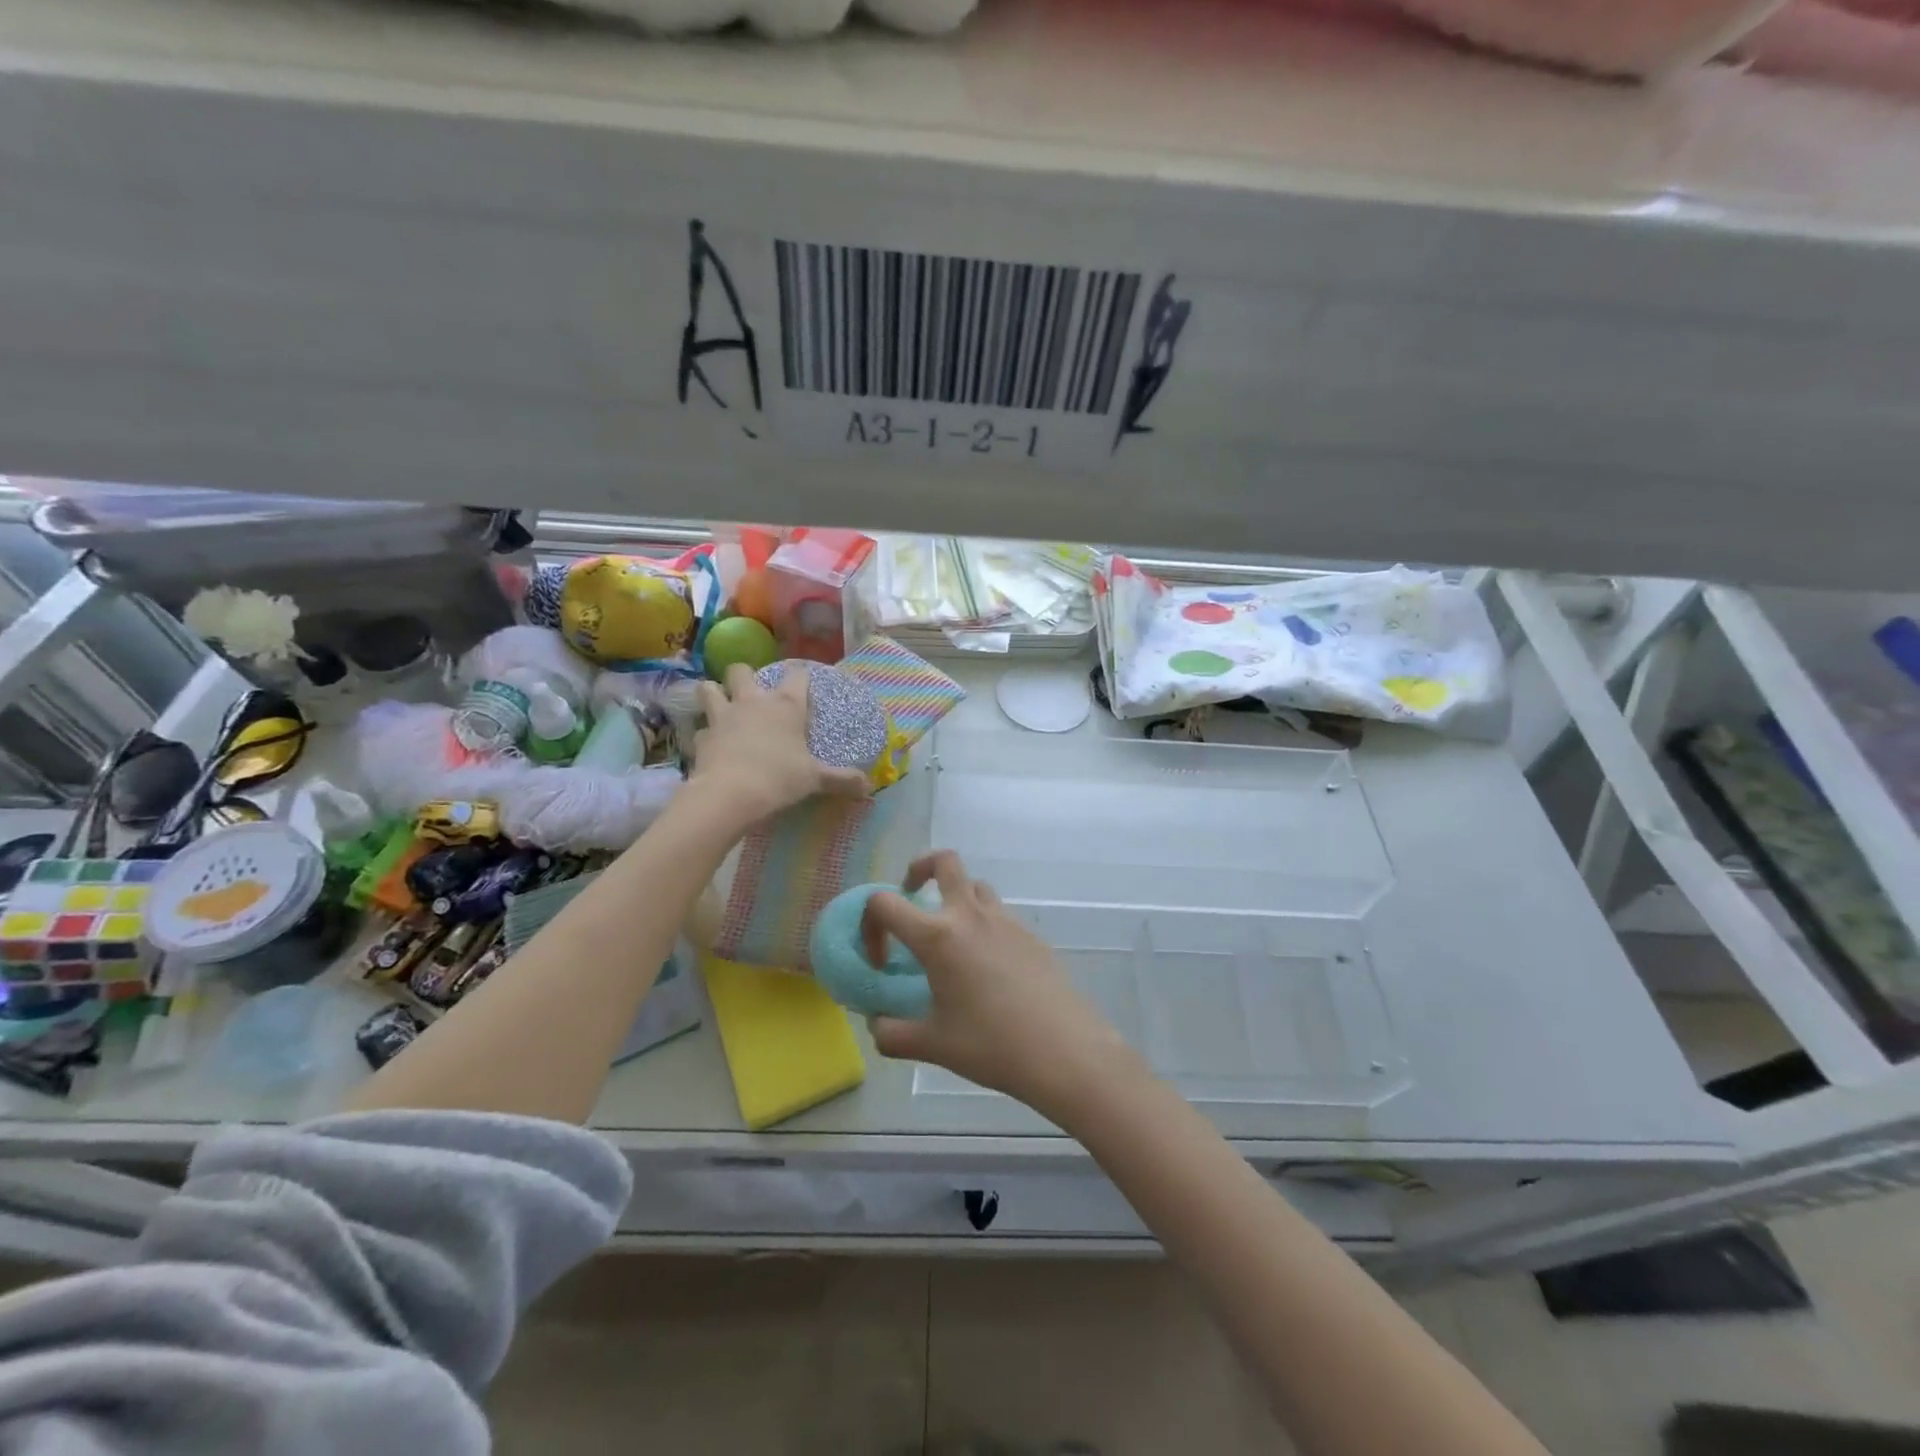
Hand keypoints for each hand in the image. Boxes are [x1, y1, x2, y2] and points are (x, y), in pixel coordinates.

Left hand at [688, 664, 868, 823]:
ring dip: (715, 693)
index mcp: (786, 705)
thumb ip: (841, 779)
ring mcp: (722, 716)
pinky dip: (706, 734)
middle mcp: (753, 701)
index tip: (804, 681)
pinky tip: (713, 745)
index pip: (796, 674)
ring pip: (709, 688)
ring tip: (723, 706)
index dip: (801, 675)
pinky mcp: (701, 737)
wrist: (729, 794)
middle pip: (741, 670)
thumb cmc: (779, 778)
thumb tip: (867, 786)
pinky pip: (700, 729)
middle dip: (745, 676)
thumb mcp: (815, 779)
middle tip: (753, 693)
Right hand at [862, 851, 1134, 1114]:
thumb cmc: (991, 1045)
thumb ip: (891, 1033)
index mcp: (938, 936)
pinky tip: (986, 965)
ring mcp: (1005, 920)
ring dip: (956, 896)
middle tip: (913, 898)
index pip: (885, 903)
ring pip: (975, 885)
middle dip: (920, 869)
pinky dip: (983, 922)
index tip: (880, 960)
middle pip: (944, 861)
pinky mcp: (1030, 934)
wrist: (1064, 1050)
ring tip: (950, 936)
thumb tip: (877, 1024)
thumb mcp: (932, 1045)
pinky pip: (999, 912)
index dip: (870, 925)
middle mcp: (970, 915)